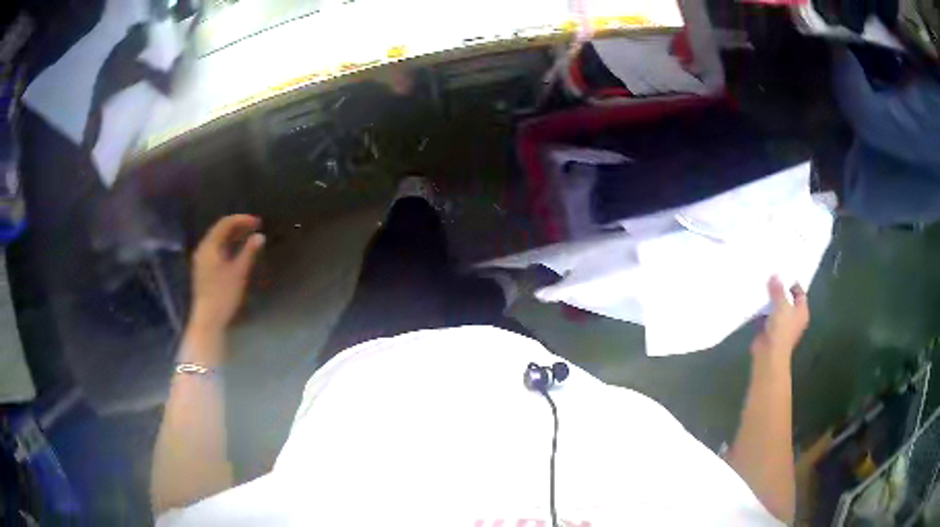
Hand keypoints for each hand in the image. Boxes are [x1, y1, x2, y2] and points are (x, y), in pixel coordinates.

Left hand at [191, 215, 264, 330]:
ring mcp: (202, 260)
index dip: (242, 220)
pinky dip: (228, 246)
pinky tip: (237, 251)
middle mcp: (203, 249)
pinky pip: (216, 250)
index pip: (225, 224)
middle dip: (237, 226)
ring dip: (233, 236)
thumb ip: (249, 251)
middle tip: (255, 227)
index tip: (258, 222)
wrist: (208, 319)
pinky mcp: (203, 270)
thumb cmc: (223, 294)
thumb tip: (260, 236)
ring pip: (218, 240)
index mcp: (209, 246)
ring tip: (248, 237)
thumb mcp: (239, 272)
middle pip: (220, 230)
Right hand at [751, 276, 808, 364]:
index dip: (792, 282)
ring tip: (761, 283)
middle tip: (771, 274)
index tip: (782, 271)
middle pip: (787, 299)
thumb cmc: (781, 329)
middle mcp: (793, 317)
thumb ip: (778, 290)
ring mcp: (781, 324)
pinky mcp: (769, 329)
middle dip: (780, 289)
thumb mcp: (781, 305)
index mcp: (802, 311)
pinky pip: (766, 315)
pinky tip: (755, 299)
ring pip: (776, 307)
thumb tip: (774, 275)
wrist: (768, 354)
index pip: (800, 292)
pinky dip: (761, 309)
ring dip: (769, 299)